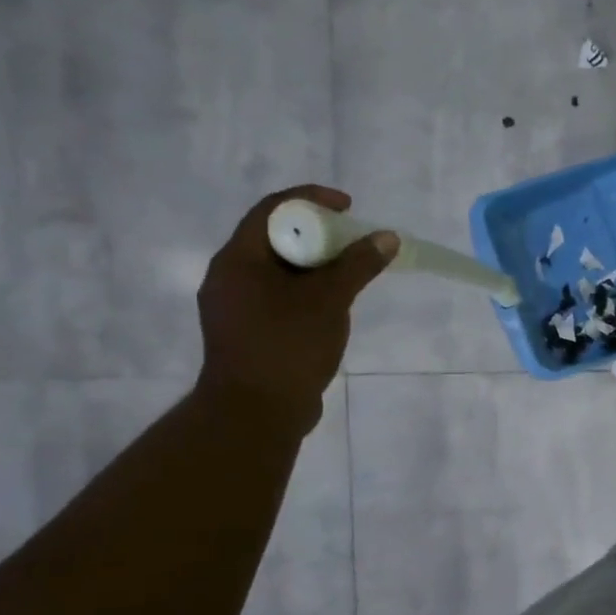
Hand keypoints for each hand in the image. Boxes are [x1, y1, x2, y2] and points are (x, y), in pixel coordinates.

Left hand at [195, 187, 395, 431]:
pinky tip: (333, 306)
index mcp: (237, 260)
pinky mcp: (247, 332)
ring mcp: (235, 308)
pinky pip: (279, 297)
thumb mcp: (329, 300)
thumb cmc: (288, 347)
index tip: (349, 208)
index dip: (312, 200)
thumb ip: (358, 265)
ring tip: (351, 274)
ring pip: (279, 271)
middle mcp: (229, 278)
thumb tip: (386, 237)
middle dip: (319, 235)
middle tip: (355, 241)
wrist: (256, 414)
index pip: (272, 210)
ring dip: (316, 266)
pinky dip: (307, 291)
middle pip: (275, 239)